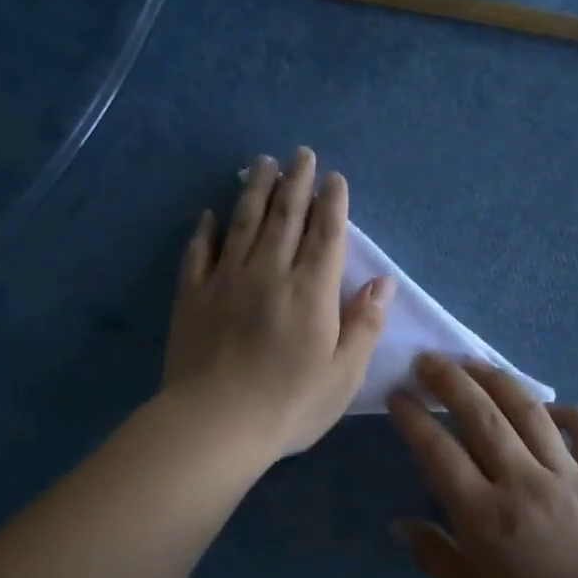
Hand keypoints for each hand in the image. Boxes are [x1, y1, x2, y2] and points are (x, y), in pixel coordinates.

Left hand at [163, 148, 394, 462]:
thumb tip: (384, 282)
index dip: (333, 203)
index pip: (326, 234)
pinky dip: (206, 230)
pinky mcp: (192, 296)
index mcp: (312, 291)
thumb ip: (365, 324)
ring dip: (255, 189)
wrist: (216, 423)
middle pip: (285, 216)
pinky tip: (210, 214)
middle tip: (300, 154)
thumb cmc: (290, 404)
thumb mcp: (344, 374)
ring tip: (261, 163)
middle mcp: (270, 272)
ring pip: (243, 223)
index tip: (334, 178)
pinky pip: (199, 252)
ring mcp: (226, 280)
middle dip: (295, 182)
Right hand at [388, 355, 577, 577]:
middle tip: (429, 361)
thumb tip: (401, 524)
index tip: (398, 396)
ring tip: (473, 364)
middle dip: (450, 381)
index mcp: (483, 514)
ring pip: (529, 411)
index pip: (439, 451)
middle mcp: (522, 481)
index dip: (414, 418)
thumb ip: (434, 556)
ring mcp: (567, 474)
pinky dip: (568, 411)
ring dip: (497, 381)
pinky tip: (548, 409)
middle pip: (482, 416)